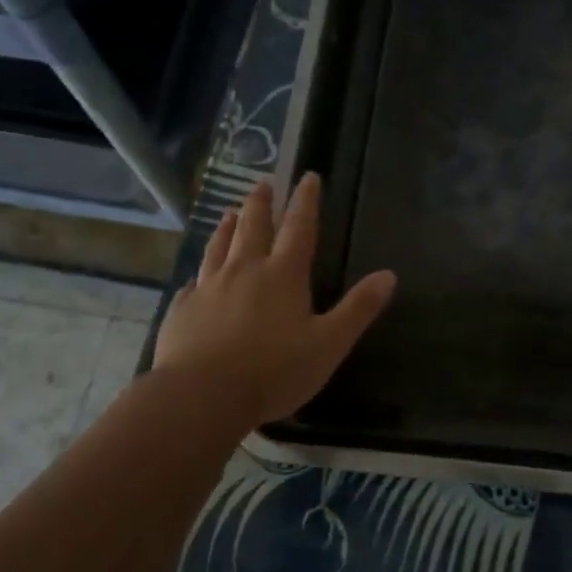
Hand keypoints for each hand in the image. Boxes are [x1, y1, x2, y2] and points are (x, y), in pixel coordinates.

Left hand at [154, 174, 396, 426]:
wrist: (202, 395)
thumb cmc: (275, 371)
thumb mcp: (329, 344)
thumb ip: (358, 309)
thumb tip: (389, 275)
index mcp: (283, 275)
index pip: (299, 227)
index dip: (306, 201)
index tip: (308, 176)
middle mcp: (244, 270)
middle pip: (253, 226)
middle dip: (261, 203)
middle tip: (262, 182)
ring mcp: (208, 287)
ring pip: (219, 246)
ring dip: (227, 226)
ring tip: (230, 212)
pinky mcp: (182, 309)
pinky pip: (193, 281)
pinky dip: (200, 271)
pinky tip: (198, 275)